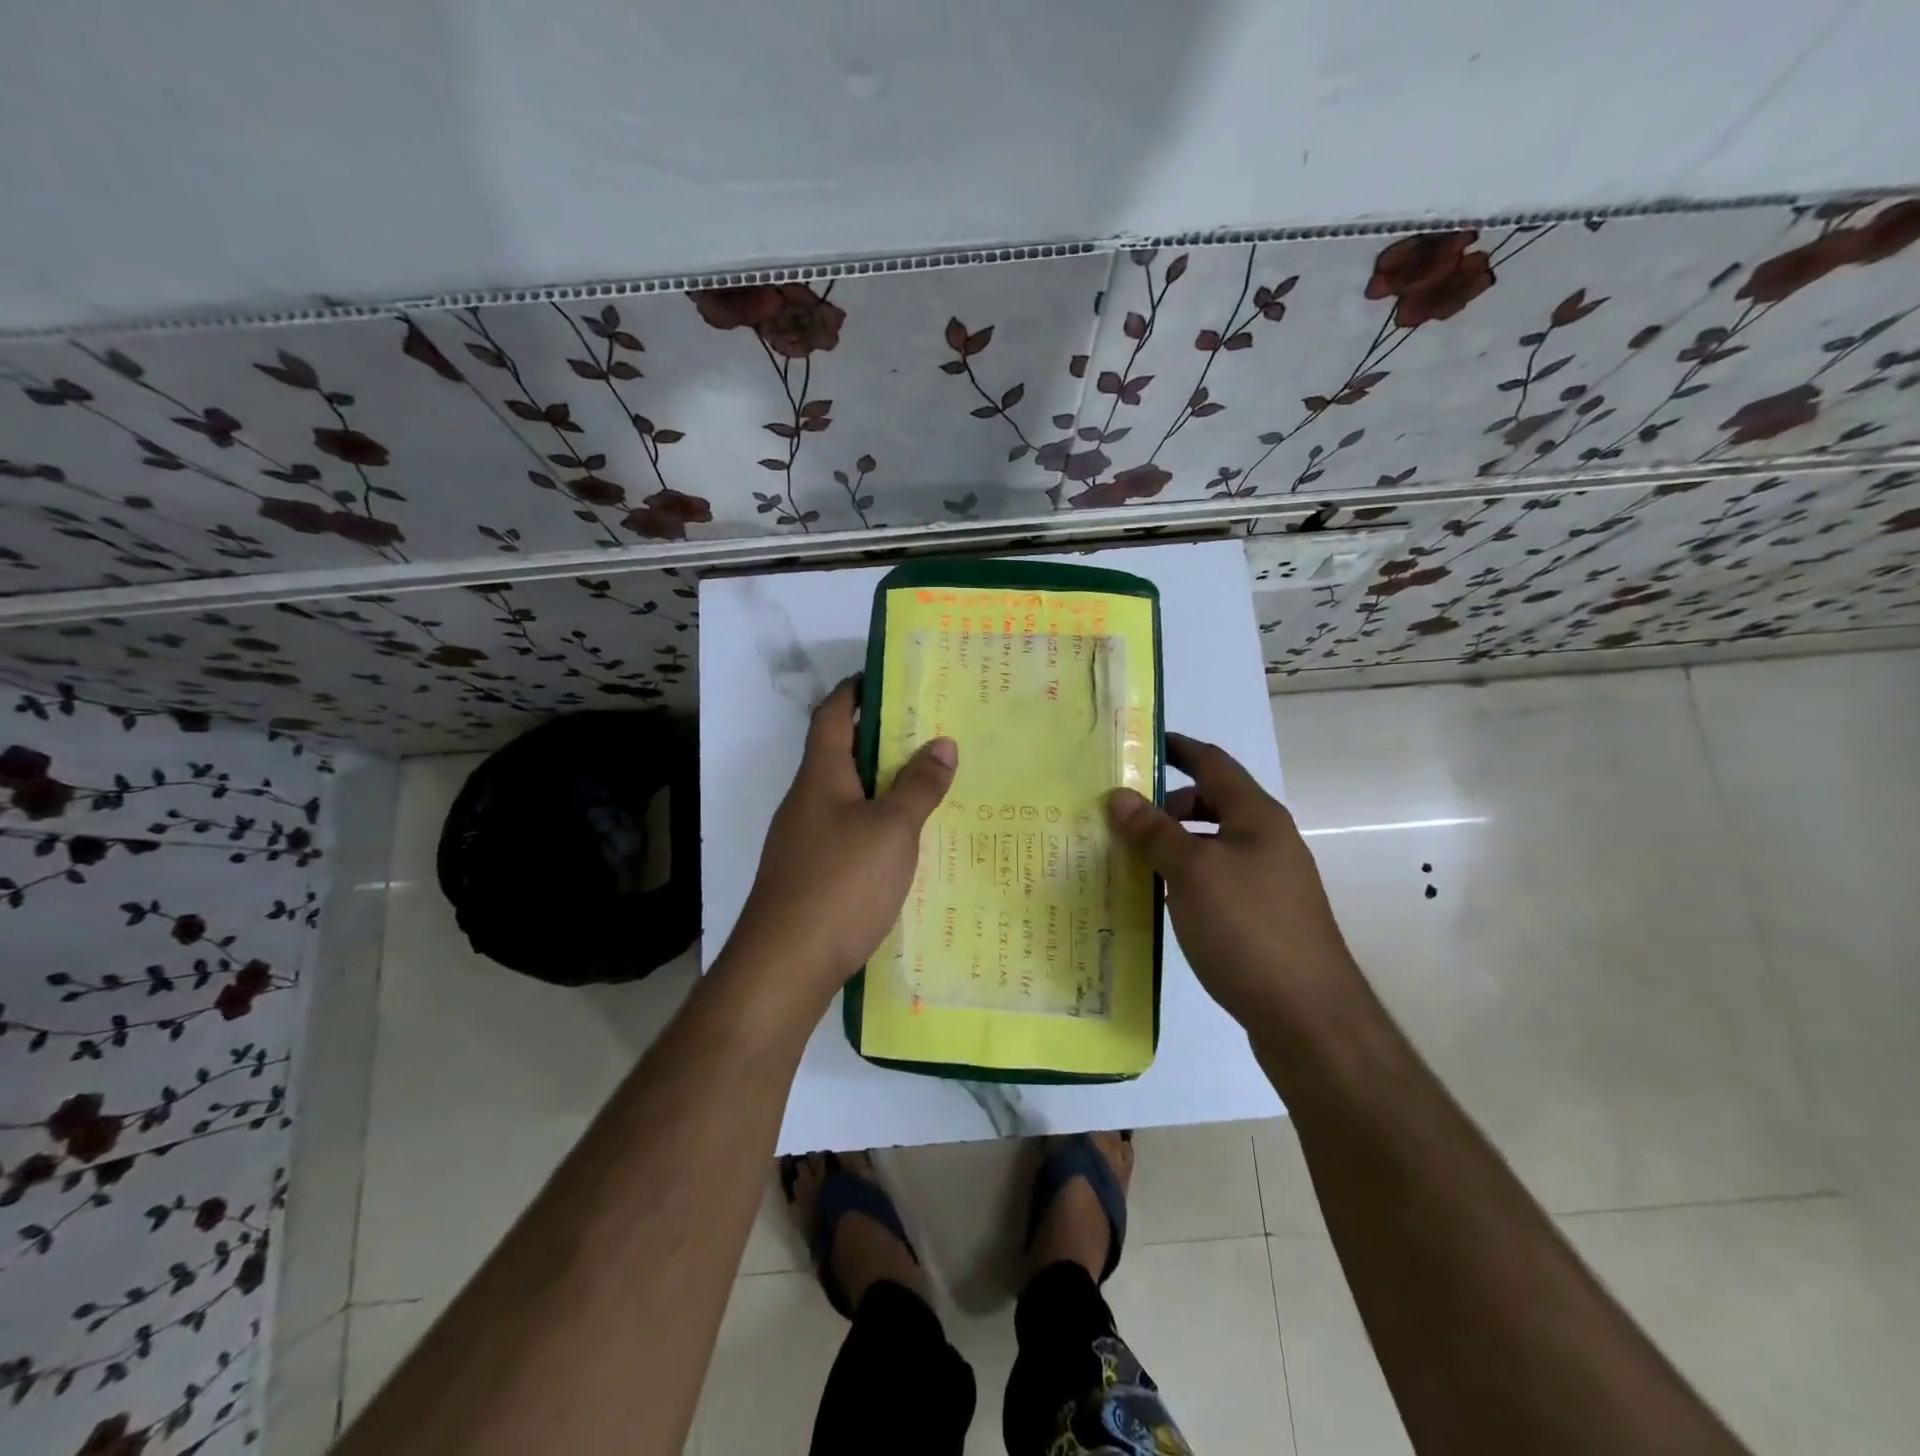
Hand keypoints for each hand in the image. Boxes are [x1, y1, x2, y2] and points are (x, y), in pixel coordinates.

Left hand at [728, 678, 956, 1004]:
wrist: (784, 965)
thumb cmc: (840, 883)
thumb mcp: (892, 829)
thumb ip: (919, 786)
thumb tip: (943, 743)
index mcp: (820, 776)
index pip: (832, 714)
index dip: (856, 691)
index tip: (889, 678)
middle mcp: (805, 801)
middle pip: (839, 754)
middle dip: (880, 739)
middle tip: (928, 733)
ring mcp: (802, 840)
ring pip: (845, 797)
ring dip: (880, 786)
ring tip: (927, 785)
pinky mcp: (808, 875)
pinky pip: (845, 833)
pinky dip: (874, 825)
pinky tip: (903, 844)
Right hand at [1107, 733, 1355, 1023]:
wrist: (1308, 1016)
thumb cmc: (1248, 928)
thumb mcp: (1192, 872)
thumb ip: (1154, 831)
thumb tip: (1118, 795)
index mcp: (1256, 816)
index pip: (1212, 762)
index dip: (1177, 748)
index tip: (1137, 744)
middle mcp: (1267, 840)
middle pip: (1211, 803)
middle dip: (1166, 803)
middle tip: (1120, 815)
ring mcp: (1268, 881)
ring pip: (1211, 844)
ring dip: (1172, 843)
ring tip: (1128, 857)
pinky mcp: (1262, 917)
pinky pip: (1215, 879)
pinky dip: (1184, 876)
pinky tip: (1158, 898)